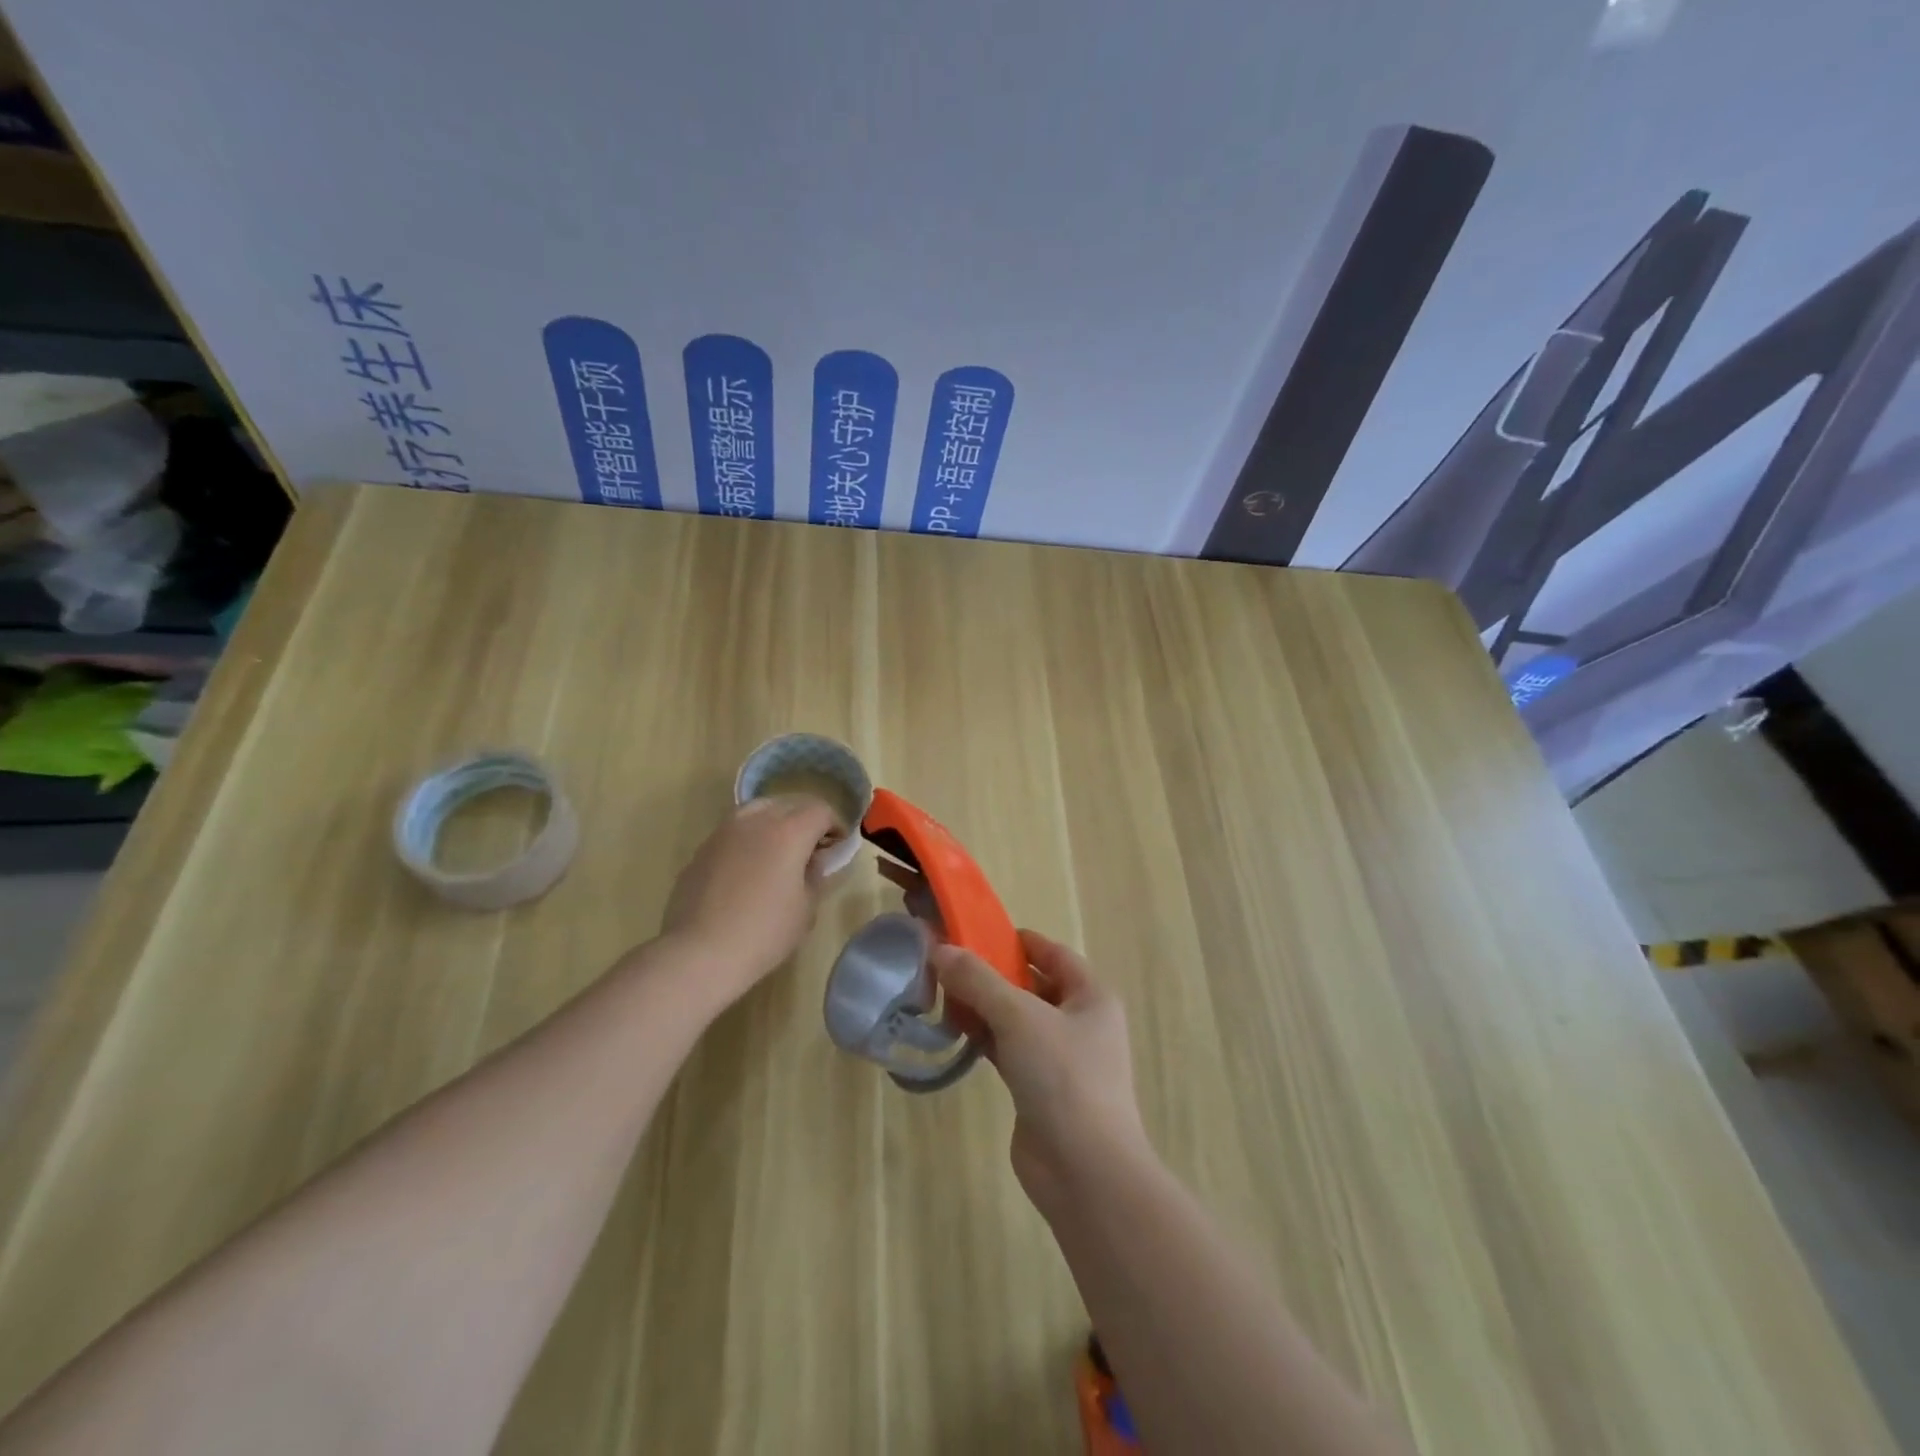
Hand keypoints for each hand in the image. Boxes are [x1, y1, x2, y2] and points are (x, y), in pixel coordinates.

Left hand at [660, 795, 843, 998]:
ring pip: (759, 809)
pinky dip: (750, 837)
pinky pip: (735, 829)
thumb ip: (815, 875)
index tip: (837, 847)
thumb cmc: (764, 932)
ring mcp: (725, 831)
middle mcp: (757, 820)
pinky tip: (749, 867)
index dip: (835, 826)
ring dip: (776, 822)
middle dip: (807, 820)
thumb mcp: (806, 908)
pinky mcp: (703, 848)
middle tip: (813, 848)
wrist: (701, 952)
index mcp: (789, 831)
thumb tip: (813, 860)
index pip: (820, 811)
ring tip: (779, 851)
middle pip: (790, 804)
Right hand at [929, 931, 1150, 1216]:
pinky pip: (1008, 1049)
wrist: (1085, 1171)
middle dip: (990, 975)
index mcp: (1091, 995)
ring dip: (983, 1008)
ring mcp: (1060, 1058)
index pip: (1052, 953)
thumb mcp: (1019, 1017)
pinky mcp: (1039, 1087)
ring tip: (942, 997)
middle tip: (946, 966)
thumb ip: (978, 981)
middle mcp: (1080, 1021)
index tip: (975, 934)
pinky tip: (956, 1033)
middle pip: (1030, 985)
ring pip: (1016, 1018)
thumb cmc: (1063, 1077)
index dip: (1015, 941)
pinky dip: (984, 1038)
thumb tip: (938, 950)